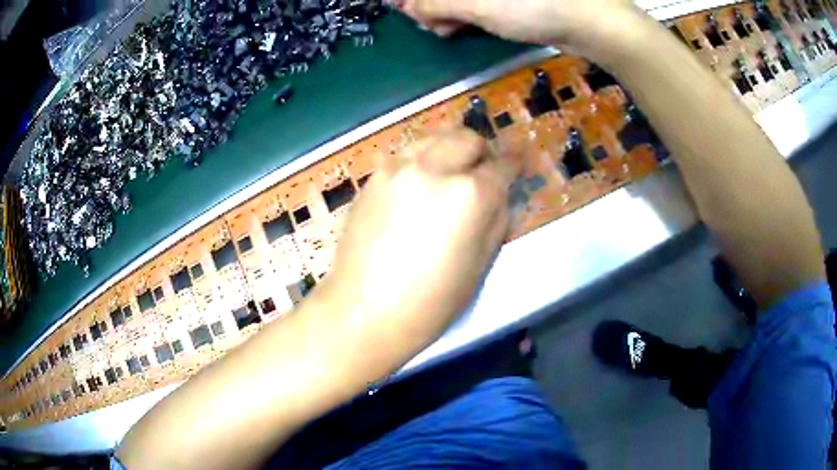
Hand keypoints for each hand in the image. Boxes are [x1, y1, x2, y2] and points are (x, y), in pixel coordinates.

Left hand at [316, 128, 519, 356]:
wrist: (363, 312)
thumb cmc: (431, 302)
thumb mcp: (481, 265)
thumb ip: (496, 218)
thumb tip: (499, 193)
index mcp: (469, 194)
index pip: (503, 164)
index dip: (515, 164)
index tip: (517, 167)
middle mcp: (433, 168)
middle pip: (467, 137)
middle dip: (481, 151)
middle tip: (481, 175)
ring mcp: (397, 169)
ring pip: (434, 138)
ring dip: (449, 151)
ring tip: (447, 179)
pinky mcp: (373, 178)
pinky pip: (406, 156)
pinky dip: (421, 163)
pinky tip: (416, 192)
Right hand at [392, 0, 642, 56]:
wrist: (591, 22)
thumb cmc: (534, 5)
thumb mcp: (478, 4)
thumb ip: (436, 3)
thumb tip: (408, 7)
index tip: (404, 10)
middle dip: (427, 4)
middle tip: (426, 24)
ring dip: (442, 10)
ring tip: (442, 30)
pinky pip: (474, 1)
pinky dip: (461, 12)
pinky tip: (457, 27)